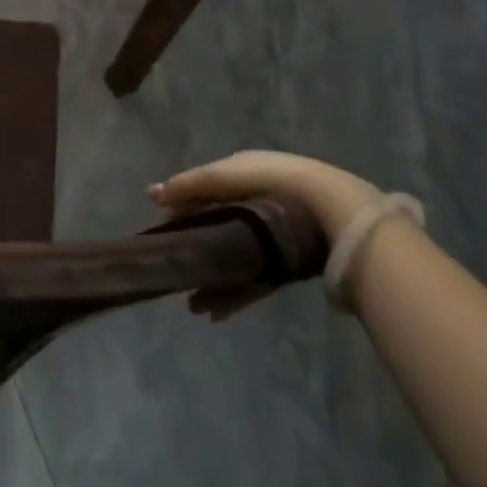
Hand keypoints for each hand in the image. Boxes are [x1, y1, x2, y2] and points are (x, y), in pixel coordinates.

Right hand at [151, 151, 379, 320]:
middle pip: (217, 226)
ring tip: (191, 302)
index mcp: (246, 175)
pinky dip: (234, 295)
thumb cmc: (273, 182)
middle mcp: (258, 204)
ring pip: (233, 258)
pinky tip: (214, 311)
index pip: (206, 190)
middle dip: (194, 246)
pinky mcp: (287, 267)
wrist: (334, 211)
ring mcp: (274, 238)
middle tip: (172, 265)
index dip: (183, 205)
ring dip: (211, 279)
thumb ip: (190, 186)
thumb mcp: (225, 175)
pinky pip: (253, 281)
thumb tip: (152, 195)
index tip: (161, 224)